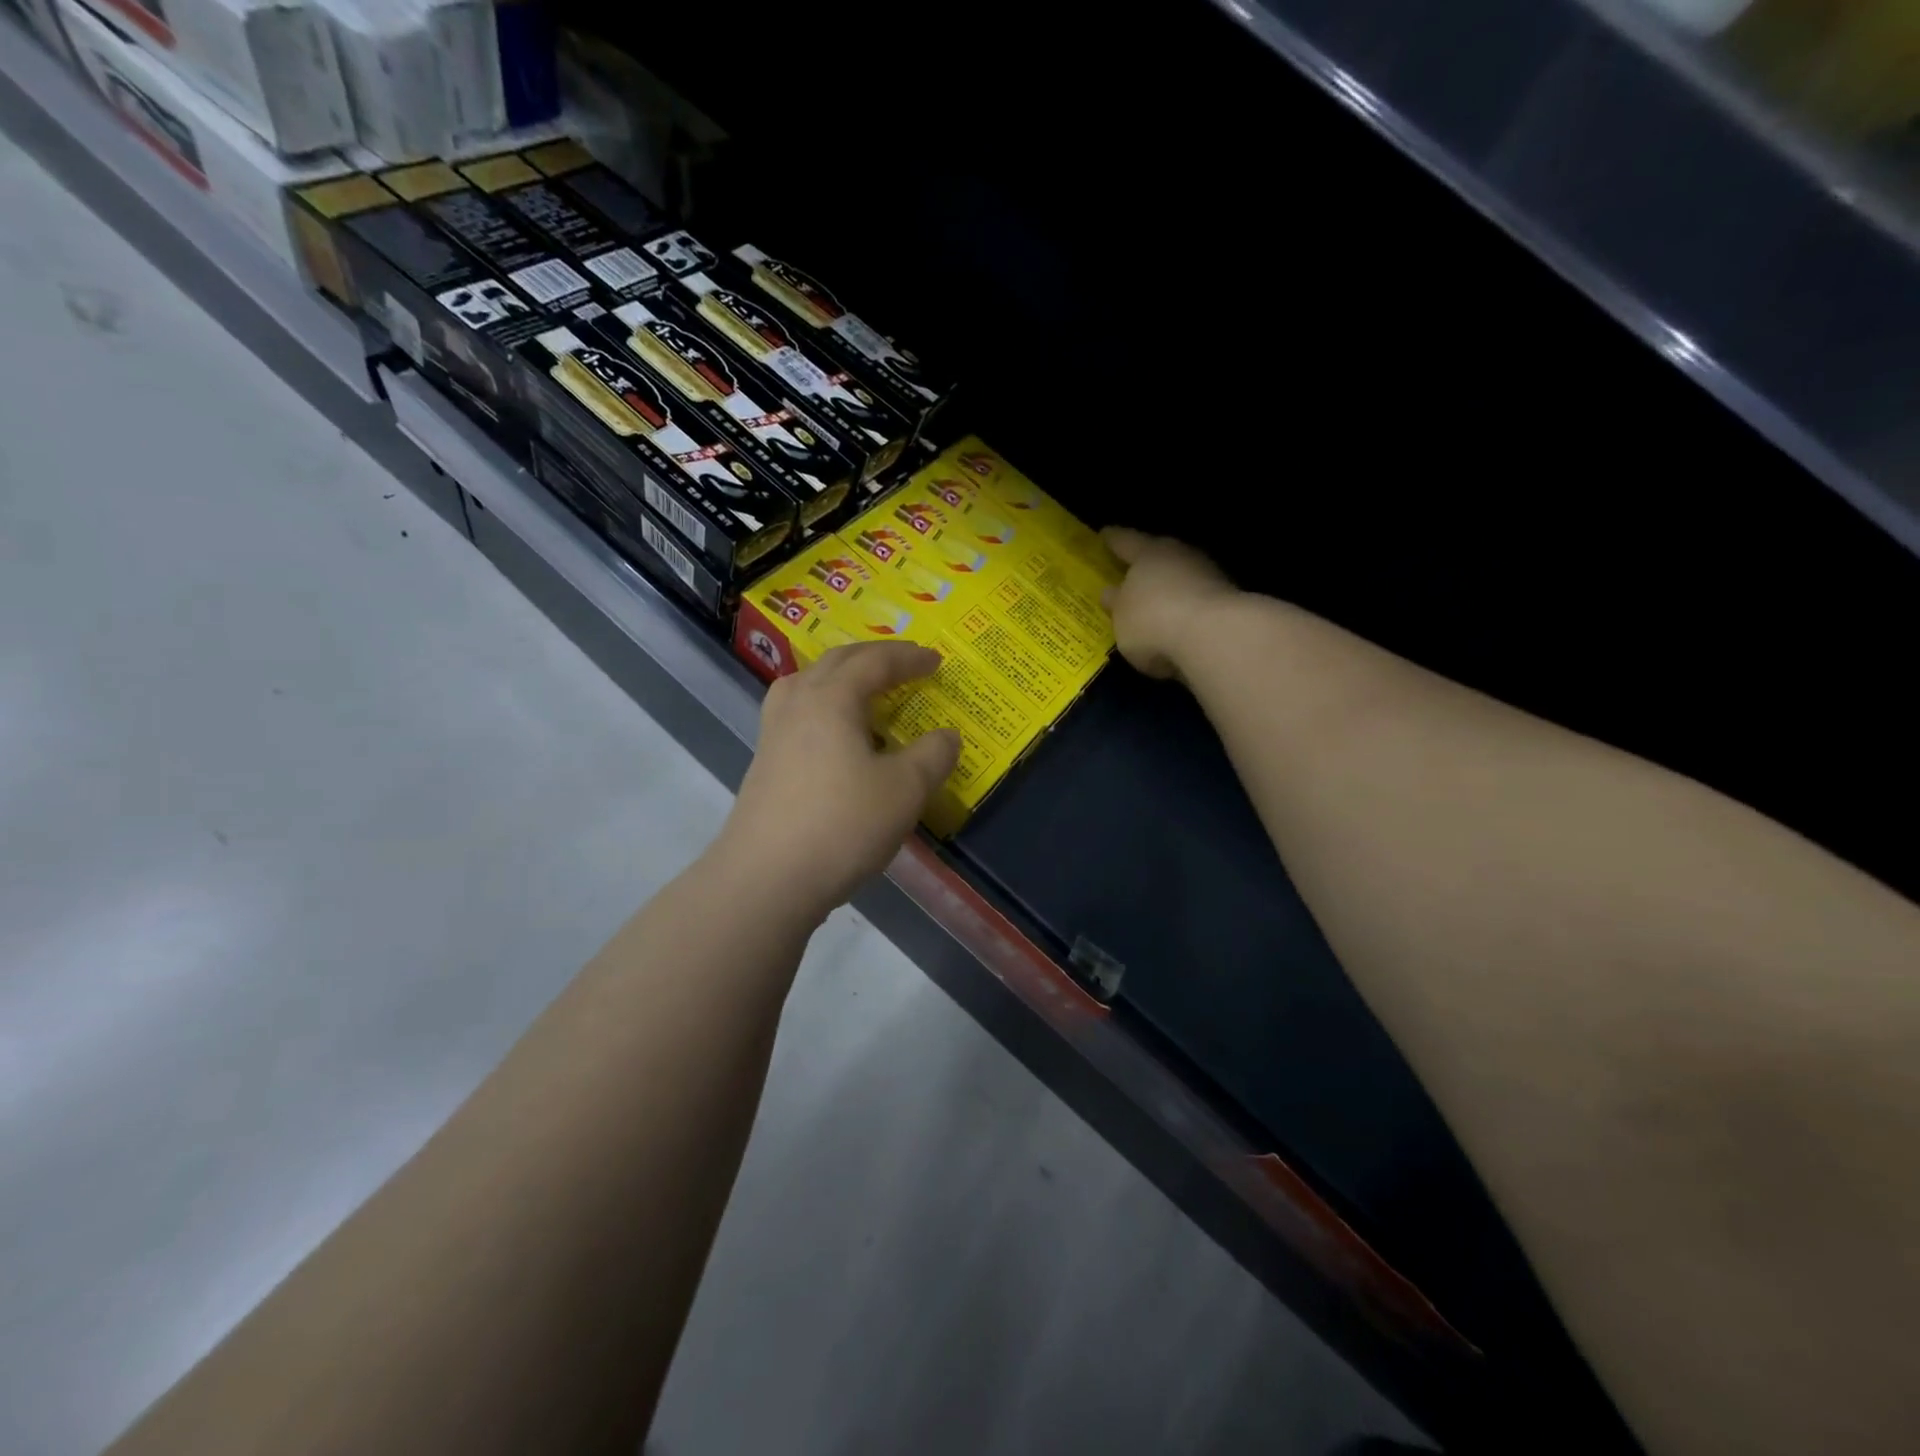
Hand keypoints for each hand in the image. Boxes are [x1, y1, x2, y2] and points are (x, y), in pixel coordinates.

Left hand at [715, 642, 960, 916]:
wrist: (767, 879)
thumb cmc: (842, 825)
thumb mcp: (905, 790)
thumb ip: (932, 755)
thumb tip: (946, 735)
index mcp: (831, 699)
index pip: (874, 662)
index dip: (908, 658)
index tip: (936, 661)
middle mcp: (797, 705)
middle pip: (835, 663)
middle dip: (873, 659)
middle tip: (904, 667)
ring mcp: (773, 735)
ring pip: (807, 686)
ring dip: (840, 679)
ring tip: (863, 693)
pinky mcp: (764, 765)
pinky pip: (797, 715)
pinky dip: (824, 709)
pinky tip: (837, 740)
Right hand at [1101, 528, 1237, 679]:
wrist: (1217, 636)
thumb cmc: (1154, 619)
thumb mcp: (1121, 616)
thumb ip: (1116, 603)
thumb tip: (1111, 593)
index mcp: (1148, 553)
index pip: (1125, 541)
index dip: (1113, 539)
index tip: (1104, 534)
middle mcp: (1179, 555)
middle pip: (1158, 555)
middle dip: (1145, 563)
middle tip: (1131, 570)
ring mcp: (1208, 575)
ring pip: (1181, 576)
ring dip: (1169, 587)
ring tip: (1155, 603)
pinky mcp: (1227, 600)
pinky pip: (1197, 599)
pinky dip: (1186, 607)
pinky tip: (1178, 624)